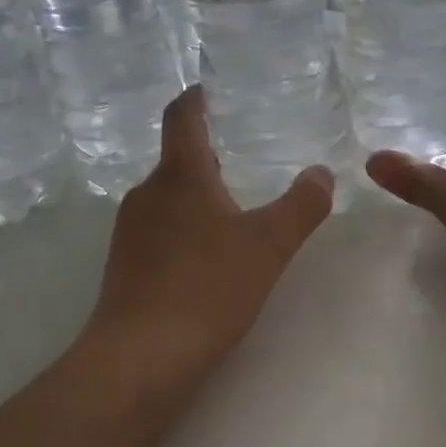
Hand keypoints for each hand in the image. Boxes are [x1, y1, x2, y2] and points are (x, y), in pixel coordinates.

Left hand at [90, 86, 333, 374]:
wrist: (141, 358)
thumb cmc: (207, 288)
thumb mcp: (268, 245)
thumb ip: (301, 206)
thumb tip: (322, 173)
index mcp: (179, 176)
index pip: (182, 118)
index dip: (196, 98)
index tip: (208, 88)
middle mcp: (146, 194)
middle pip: (176, 160)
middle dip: (206, 156)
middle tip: (241, 158)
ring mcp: (129, 232)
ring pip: (167, 198)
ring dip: (196, 196)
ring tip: (232, 211)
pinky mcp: (123, 267)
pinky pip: (158, 231)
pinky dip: (183, 229)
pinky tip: (207, 258)